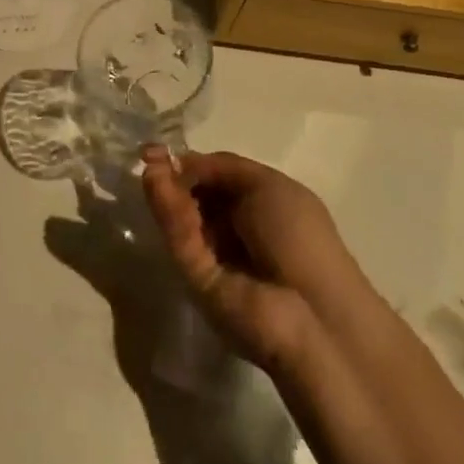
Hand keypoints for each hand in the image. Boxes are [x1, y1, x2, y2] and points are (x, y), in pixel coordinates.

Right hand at [140, 146, 366, 378]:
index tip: (159, 150)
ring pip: (184, 217)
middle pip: (196, 196)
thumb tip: (177, 162)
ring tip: (150, 170)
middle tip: (151, 159)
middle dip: (174, 176)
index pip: (216, 178)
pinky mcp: (196, 280)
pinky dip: (169, 214)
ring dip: (167, 191)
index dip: (190, 163)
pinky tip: (156, 185)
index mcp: (260, 205)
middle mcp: (235, 229)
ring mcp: (214, 256)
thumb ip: (218, 167)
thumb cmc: (300, 236)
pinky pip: (182, 241)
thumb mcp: (266, 184)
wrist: (313, 312)